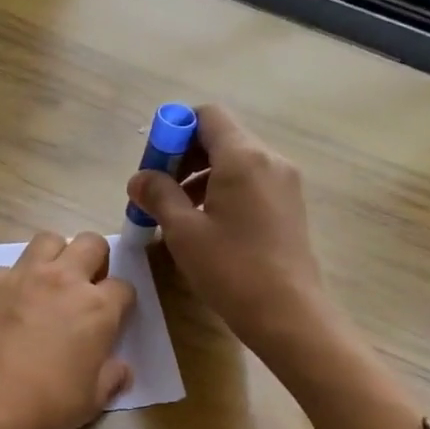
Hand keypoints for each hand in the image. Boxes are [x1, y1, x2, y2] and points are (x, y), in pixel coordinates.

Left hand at [0, 230, 134, 428]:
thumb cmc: (45, 404)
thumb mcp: (91, 401)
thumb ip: (112, 378)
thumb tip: (122, 370)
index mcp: (97, 308)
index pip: (123, 287)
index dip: (120, 303)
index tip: (112, 319)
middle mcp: (63, 280)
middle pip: (91, 243)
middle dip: (95, 260)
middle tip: (85, 288)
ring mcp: (23, 277)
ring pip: (48, 240)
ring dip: (56, 256)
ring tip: (49, 284)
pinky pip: (10, 268)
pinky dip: (16, 280)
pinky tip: (10, 306)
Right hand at [126, 104, 330, 365]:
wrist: (287, 312)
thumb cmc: (231, 269)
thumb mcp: (183, 232)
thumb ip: (159, 196)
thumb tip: (139, 178)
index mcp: (243, 157)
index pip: (207, 116)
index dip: (175, 131)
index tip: (155, 165)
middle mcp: (269, 160)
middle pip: (222, 138)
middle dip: (185, 158)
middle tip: (159, 193)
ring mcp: (285, 183)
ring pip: (236, 163)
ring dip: (202, 178)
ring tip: (179, 215)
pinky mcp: (290, 207)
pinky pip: (251, 184)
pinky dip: (224, 193)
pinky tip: (208, 227)